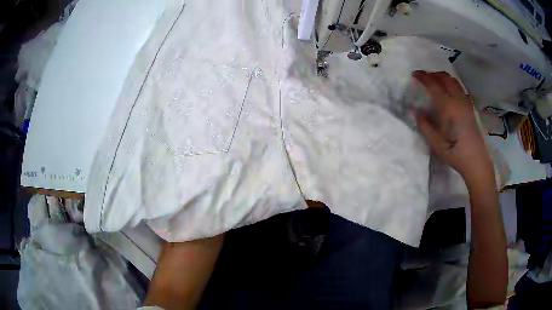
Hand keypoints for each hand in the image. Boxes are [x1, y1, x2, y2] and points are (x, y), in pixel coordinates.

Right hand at [414, 71, 491, 179]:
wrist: (475, 160)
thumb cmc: (455, 152)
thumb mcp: (435, 143)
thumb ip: (425, 126)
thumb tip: (417, 112)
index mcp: (448, 107)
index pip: (434, 85)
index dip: (423, 77)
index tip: (415, 74)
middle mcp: (457, 100)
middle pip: (445, 78)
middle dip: (434, 74)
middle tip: (425, 77)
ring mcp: (465, 103)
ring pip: (455, 82)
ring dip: (444, 77)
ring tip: (437, 81)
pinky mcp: (470, 108)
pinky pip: (461, 89)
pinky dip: (453, 84)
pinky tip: (450, 92)